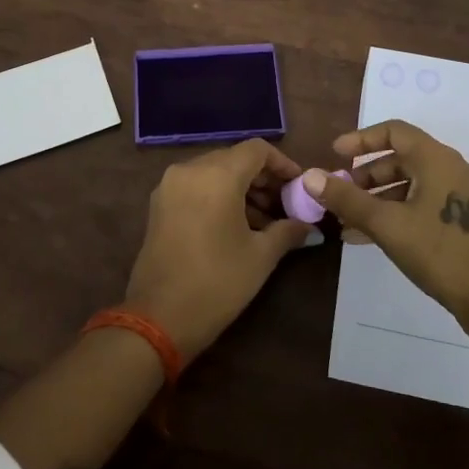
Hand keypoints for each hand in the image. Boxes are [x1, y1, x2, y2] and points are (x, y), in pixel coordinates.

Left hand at [122, 139, 310, 358]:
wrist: (159, 318)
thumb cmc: (217, 282)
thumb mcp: (261, 256)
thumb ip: (288, 231)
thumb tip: (309, 226)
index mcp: (217, 175)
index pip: (257, 150)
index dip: (282, 164)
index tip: (298, 187)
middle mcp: (190, 170)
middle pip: (234, 159)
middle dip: (262, 178)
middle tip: (285, 206)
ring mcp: (170, 185)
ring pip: (214, 172)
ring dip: (241, 188)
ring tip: (265, 221)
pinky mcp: (159, 204)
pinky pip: (196, 186)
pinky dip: (218, 195)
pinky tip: (236, 225)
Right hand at [305, 121, 468, 340]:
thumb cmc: (440, 253)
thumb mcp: (387, 224)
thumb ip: (347, 198)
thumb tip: (309, 176)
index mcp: (439, 159)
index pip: (395, 131)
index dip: (361, 139)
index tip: (335, 155)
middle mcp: (455, 169)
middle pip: (403, 159)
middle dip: (366, 176)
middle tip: (340, 194)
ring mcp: (465, 196)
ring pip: (413, 184)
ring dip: (379, 198)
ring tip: (349, 221)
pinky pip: (425, 204)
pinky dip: (399, 212)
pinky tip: (372, 237)